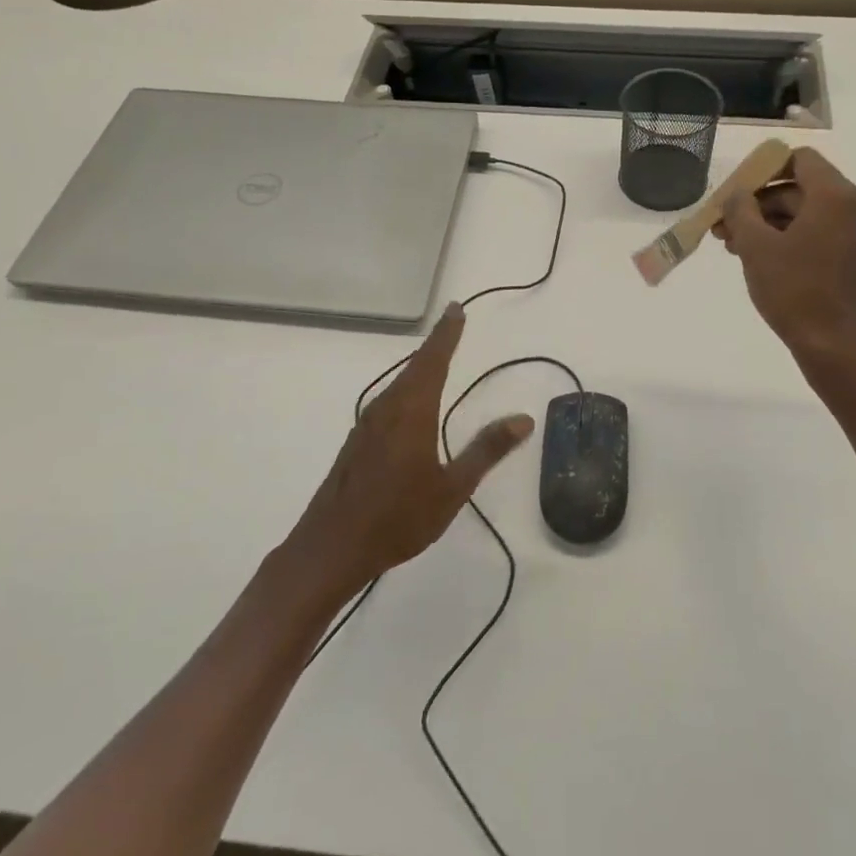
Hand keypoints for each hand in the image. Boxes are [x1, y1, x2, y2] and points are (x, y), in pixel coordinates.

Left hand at [283, 303, 534, 600]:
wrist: (332, 547)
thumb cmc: (399, 517)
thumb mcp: (453, 487)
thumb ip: (487, 449)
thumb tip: (523, 419)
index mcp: (412, 411)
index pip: (434, 360)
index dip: (447, 333)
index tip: (456, 308)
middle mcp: (387, 408)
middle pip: (414, 366)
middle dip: (436, 345)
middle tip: (452, 324)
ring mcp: (367, 424)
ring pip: (398, 383)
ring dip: (419, 367)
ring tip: (437, 358)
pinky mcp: (357, 442)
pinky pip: (388, 402)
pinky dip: (406, 389)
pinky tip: (412, 404)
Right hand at [715, 147, 855, 372]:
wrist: (833, 346)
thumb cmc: (794, 291)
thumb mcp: (756, 246)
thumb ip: (741, 209)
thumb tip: (737, 194)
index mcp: (835, 196)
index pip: (798, 160)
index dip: (763, 170)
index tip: (735, 194)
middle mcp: (853, 206)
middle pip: (798, 188)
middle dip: (758, 204)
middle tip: (722, 226)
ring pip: (804, 213)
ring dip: (767, 223)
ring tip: (732, 246)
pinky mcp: (854, 256)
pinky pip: (816, 233)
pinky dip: (787, 238)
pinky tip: (757, 257)